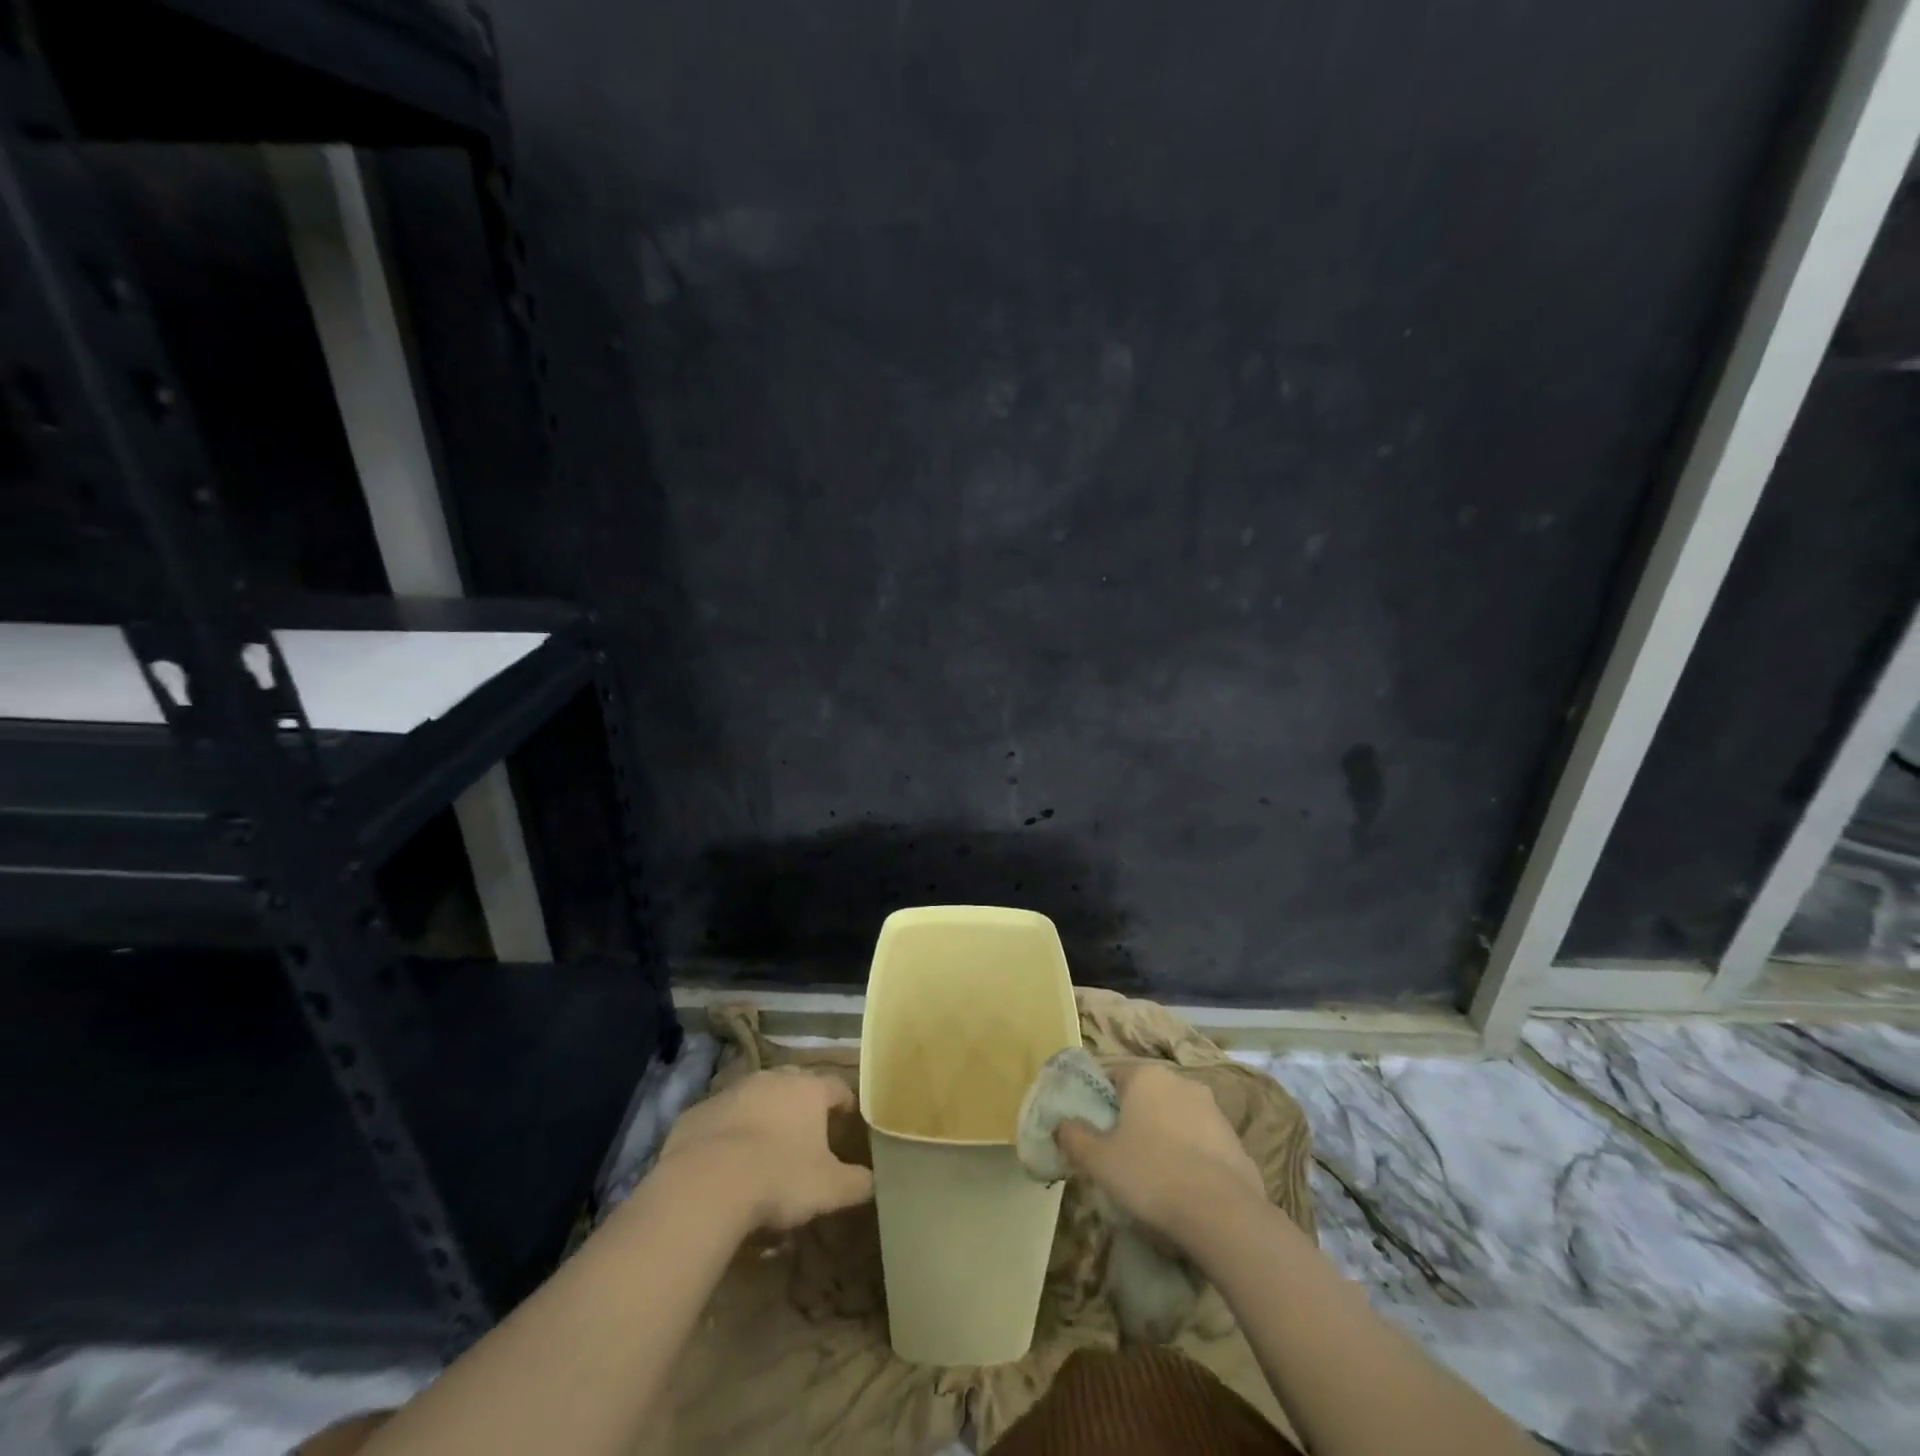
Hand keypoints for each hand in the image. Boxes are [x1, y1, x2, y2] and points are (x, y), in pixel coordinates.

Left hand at [657, 1069, 874, 1231]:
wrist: (705, 1184)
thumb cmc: (779, 1178)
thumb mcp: (829, 1189)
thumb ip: (857, 1183)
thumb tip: (873, 1181)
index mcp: (809, 1090)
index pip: (837, 1086)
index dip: (845, 1102)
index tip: (847, 1120)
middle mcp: (773, 1079)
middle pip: (796, 1083)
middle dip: (802, 1104)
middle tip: (806, 1133)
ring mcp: (733, 1091)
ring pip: (756, 1097)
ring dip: (763, 1115)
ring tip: (764, 1148)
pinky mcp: (698, 1111)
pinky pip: (722, 1117)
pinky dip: (729, 1131)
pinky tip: (726, 1161)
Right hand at [1055, 1063, 1265, 1247]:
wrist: (1223, 1214)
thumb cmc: (1151, 1174)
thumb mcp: (1099, 1160)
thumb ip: (1074, 1137)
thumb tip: (1061, 1124)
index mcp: (1145, 1076)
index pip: (1111, 1077)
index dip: (1098, 1104)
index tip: (1094, 1134)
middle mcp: (1180, 1081)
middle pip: (1144, 1096)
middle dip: (1132, 1119)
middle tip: (1119, 1155)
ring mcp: (1212, 1108)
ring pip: (1174, 1117)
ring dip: (1162, 1136)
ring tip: (1153, 1176)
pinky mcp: (1234, 1138)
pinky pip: (1200, 1141)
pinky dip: (1189, 1156)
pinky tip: (1183, 1187)